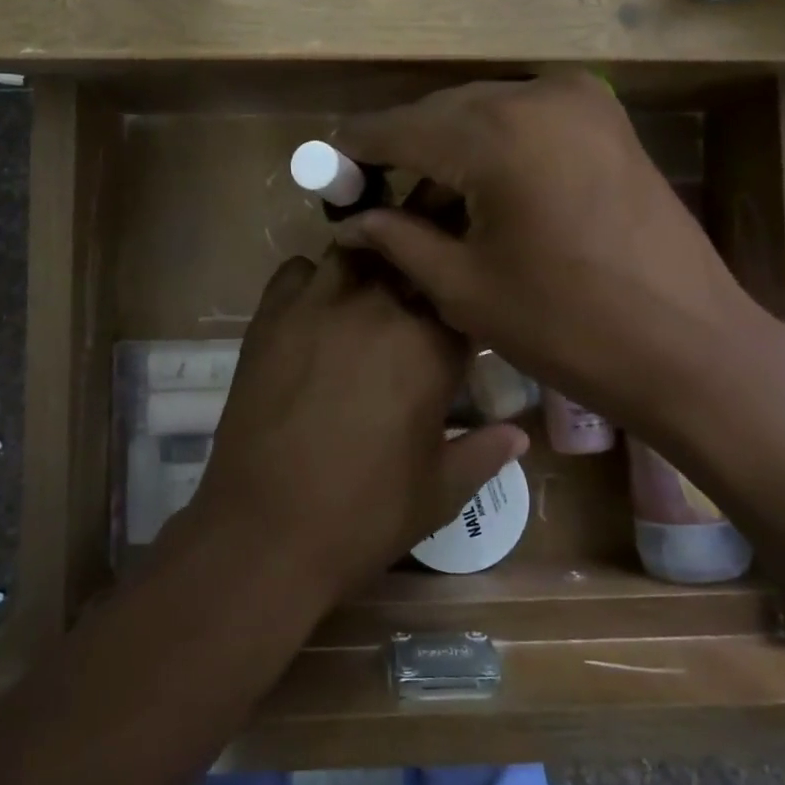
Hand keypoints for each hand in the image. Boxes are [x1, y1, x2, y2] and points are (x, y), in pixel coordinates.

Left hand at [183, 251, 528, 609]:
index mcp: (429, 348)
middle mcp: (378, 310)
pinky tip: (316, 309)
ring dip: (371, 265)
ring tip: (370, 293)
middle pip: (411, 259)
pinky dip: (312, 279)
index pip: (461, 300)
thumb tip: (519, 435)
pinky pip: (297, 271)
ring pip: (356, 251)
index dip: (465, 308)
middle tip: (418, 299)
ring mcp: (318, 306)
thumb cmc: (364, 517)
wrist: (265, 532)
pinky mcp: (270, 317)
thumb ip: (484, 452)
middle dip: (422, 272)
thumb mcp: (441, 493)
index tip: (461, 325)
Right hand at [332, 73, 769, 426]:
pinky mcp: (606, 118)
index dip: (356, 151)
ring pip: (483, 110)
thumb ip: (397, 238)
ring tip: (424, 200)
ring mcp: (581, 99)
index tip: (327, 175)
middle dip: (401, 150)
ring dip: (446, 147)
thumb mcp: (464, 287)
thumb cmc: (566, 326)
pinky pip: (524, 118)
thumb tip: (350, 219)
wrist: (687, 344)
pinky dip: (492, 144)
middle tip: (372, 197)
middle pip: (440, 112)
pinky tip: (480, 188)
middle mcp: (536, 94)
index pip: (398, 128)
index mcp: (495, 133)